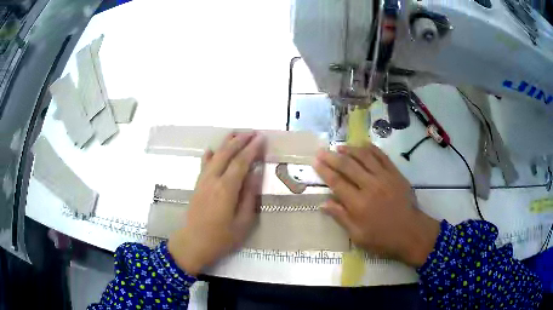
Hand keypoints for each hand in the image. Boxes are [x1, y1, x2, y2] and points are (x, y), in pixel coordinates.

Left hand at [168, 132, 264, 275]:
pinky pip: (203, 165)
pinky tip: (211, 150)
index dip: (252, 149)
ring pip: (214, 156)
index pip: (241, 162)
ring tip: (236, 134)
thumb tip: (255, 174)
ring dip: (225, 143)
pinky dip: (209, 155)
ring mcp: (203, 181)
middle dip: (240, 140)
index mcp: (226, 189)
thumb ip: (249, 196)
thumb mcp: (243, 222)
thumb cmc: (221, 238)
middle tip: (253, 132)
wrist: (193, 243)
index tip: (262, 138)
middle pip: (226, 153)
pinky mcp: (197, 185)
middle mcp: (213, 180)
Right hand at [313, 145, 439, 266]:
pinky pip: (382, 156)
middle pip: (348, 166)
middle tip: (321, 151)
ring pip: (364, 157)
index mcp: (358, 204)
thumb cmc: (383, 239)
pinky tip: (363, 146)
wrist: (412, 233)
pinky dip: (371, 149)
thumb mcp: (358, 236)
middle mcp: (370, 186)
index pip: (337, 182)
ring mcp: (384, 177)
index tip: (315, 162)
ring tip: (339, 147)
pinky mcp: (395, 174)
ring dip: (350, 149)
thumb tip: (324, 203)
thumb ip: (341, 218)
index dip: (324, 171)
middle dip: (332, 157)